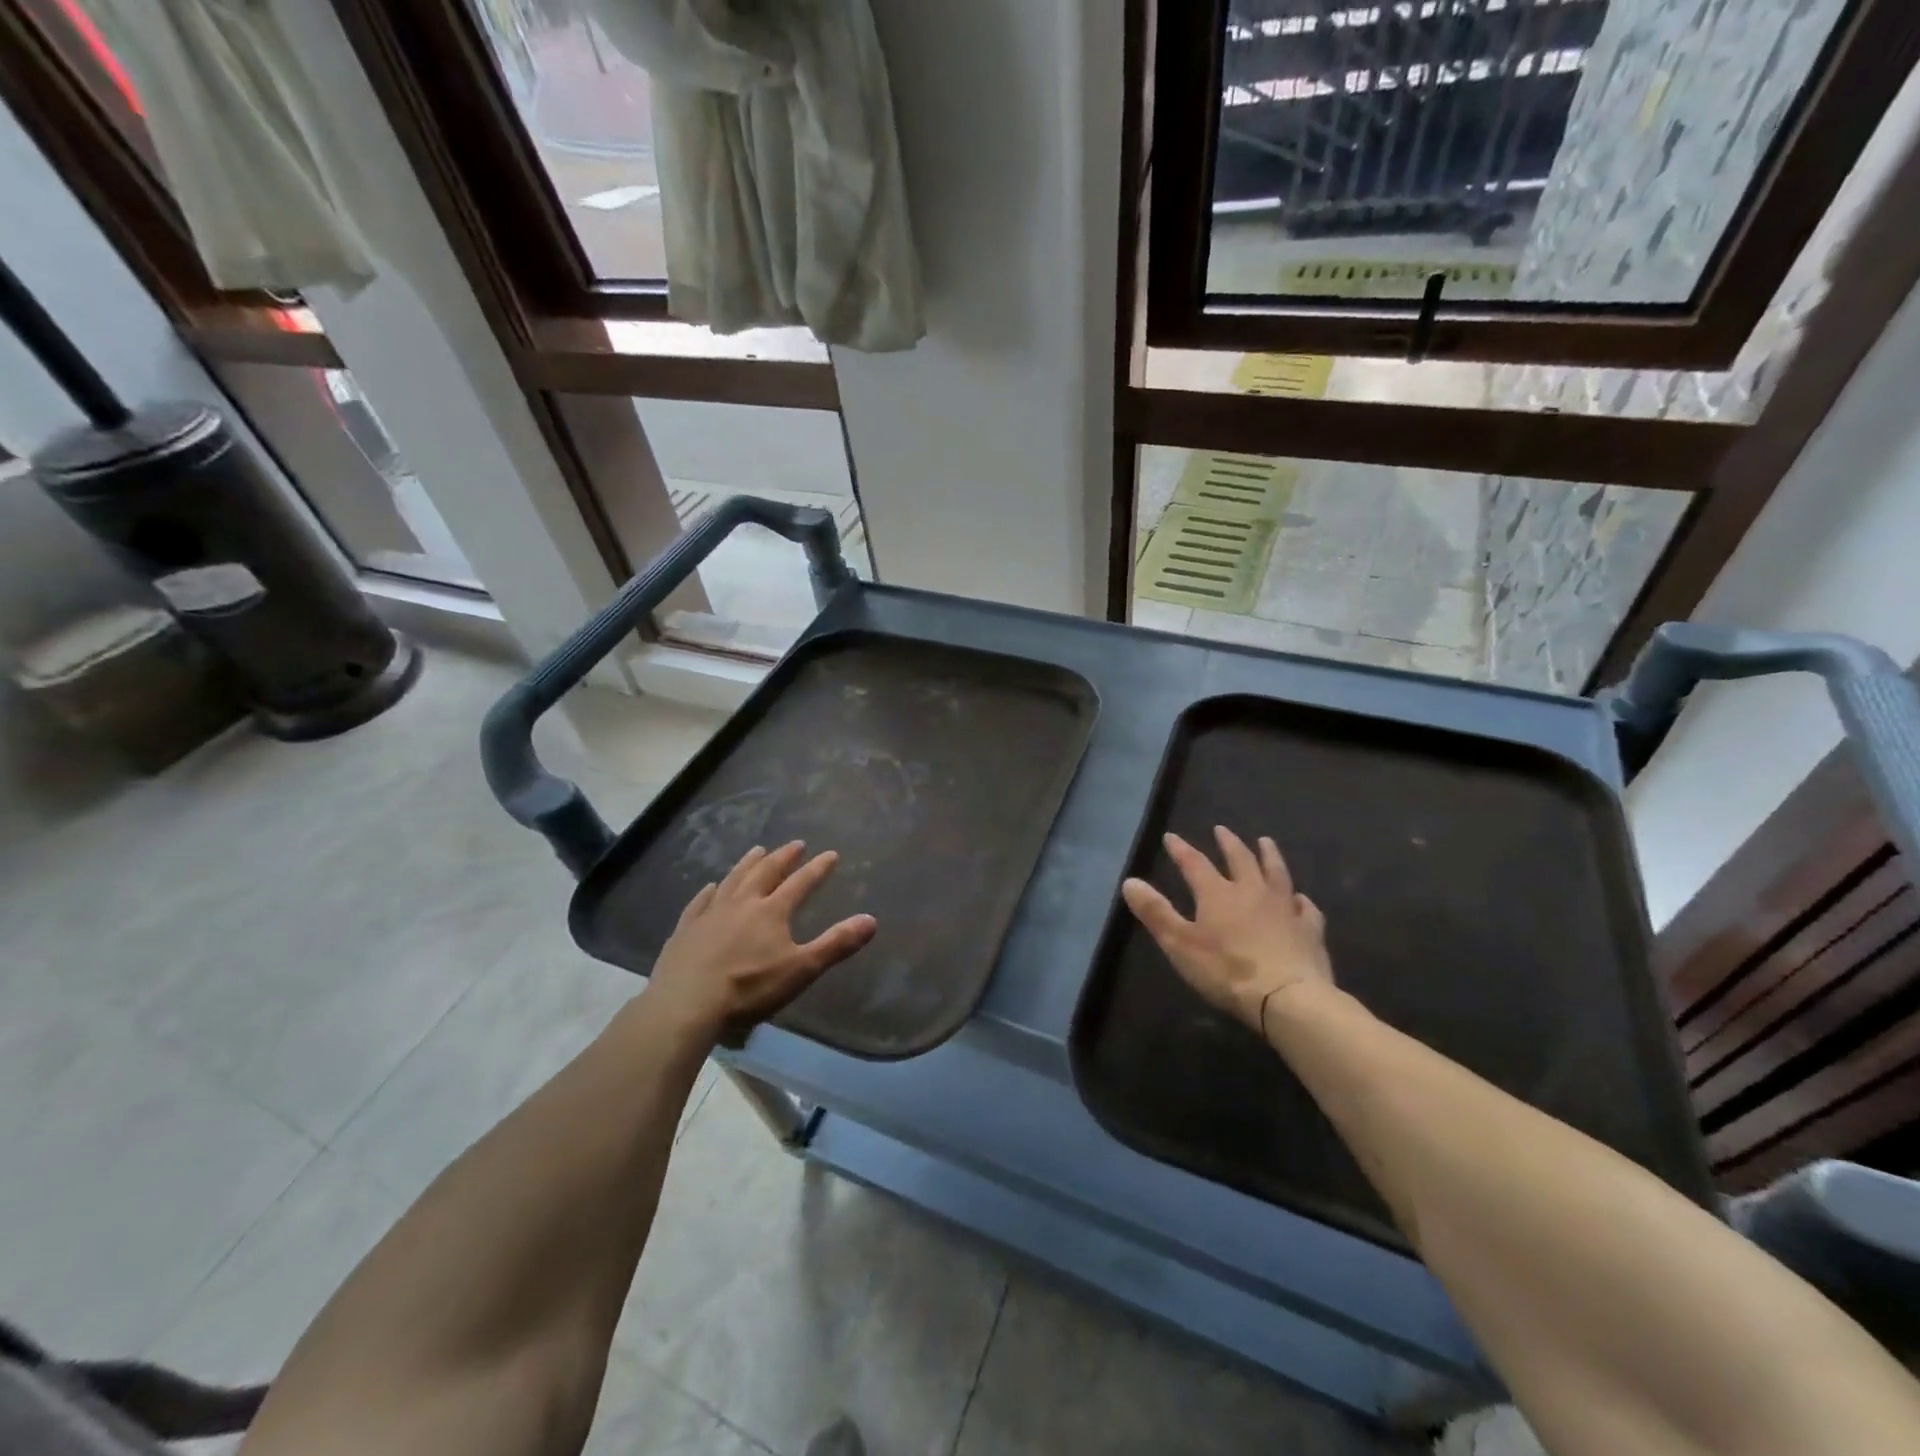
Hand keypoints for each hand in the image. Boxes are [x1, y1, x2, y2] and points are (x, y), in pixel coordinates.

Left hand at [647, 841, 876, 1041]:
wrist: (686, 1004)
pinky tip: (710, 887)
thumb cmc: (749, 988)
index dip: (818, 868)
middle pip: (765, 872)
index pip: (801, 883)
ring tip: (757, 850)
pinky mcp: (685, 929)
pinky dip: (709, 891)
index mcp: (771, 911)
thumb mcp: (801, 969)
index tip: (831, 854)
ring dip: (748, 863)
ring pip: (733, 879)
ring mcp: (710, 913)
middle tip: (795, 844)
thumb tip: (871, 920)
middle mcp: (742, 903)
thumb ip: (836, 944)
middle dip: (783, 857)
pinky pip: (700, 902)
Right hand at [1122, 826, 1331, 1034]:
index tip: (1170, 837)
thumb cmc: (1227, 971)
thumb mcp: (1179, 943)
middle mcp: (1252, 892)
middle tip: (1222, 830)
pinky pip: (1306, 908)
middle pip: (1240, 859)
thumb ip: (1155, 912)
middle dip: (1228, 843)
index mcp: (1218, 894)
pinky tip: (1300, 899)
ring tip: (1265, 843)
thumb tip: (1130, 881)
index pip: (1195, 863)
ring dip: (1269, 856)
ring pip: (1277, 873)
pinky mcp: (1309, 930)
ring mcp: (1285, 909)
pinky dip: (1300, 900)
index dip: (1181, 849)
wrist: (1287, 998)